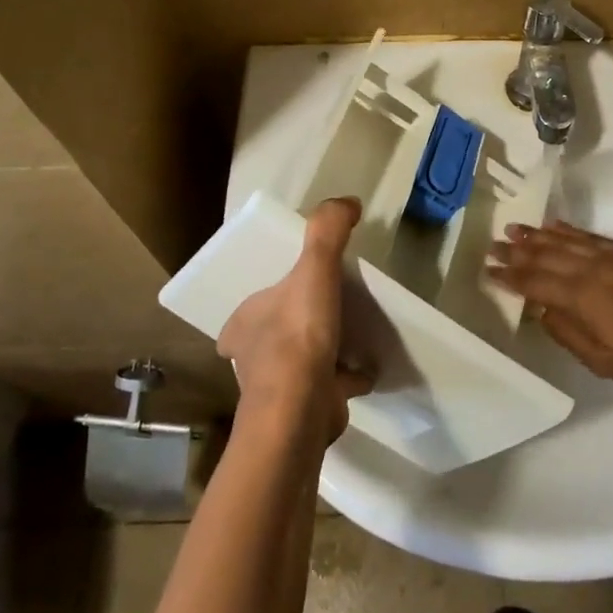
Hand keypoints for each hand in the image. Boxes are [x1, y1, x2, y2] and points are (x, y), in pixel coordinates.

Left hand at [218, 197, 374, 443]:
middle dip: (300, 322)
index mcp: (244, 323)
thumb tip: (348, 202)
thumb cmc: (298, 336)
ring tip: (354, 332)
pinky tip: (368, 366)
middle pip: (277, 331)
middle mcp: (253, 356)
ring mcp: (278, 387)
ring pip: (303, 358)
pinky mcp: (305, 408)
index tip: (296, 288)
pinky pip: (330, 384)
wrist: (301, 409)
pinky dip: (348, 376)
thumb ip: (327, 230)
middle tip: (331, 306)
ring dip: (325, 349)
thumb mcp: (313, 268)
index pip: (251, 305)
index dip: (270, 296)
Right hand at [486, 221, 612, 388]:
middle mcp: (590, 268)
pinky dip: (567, 230)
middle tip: (492, 245)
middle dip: (516, 251)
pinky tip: (554, 226)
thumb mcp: (600, 360)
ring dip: (536, 235)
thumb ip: (566, 333)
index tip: (488, 270)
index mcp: (580, 296)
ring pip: (564, 240)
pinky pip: (589, 236)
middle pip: (544, 255)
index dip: (510, 276)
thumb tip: (543, 311)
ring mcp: (610, 256)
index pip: (535, 282)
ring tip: (514, 228)